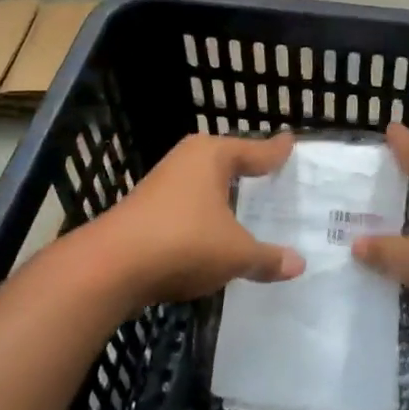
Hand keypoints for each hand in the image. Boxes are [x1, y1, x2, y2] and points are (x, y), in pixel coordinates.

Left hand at [88, 131, 304, 307]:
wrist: (110, 267)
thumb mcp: (236, 254)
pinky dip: (204, 215)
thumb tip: (298, 264)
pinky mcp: (145, 211)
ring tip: (246, 202)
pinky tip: (213, 232)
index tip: (290, 141)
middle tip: (272, 171)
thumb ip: (267, 258)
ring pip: (203, 184)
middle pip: (226, 160)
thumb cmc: (184, 243)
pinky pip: (187, 207)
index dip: (274, 150)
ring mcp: (162, 185)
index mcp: (212, 156)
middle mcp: (186, 161)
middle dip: (246, 167)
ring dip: (222, 194)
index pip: (254, 150)